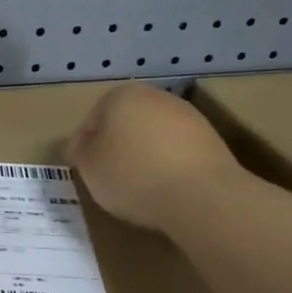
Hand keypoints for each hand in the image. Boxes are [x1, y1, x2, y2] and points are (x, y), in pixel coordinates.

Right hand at [65, 84, 241, 231]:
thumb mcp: (89, 167)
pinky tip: (163, 187)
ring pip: (152, 135)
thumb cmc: (133, 176)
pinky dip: (166, 164)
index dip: (82, 146)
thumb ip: (80, 152)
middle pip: (124, 123)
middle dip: (114, 145)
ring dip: (142, 154)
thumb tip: (82, 146)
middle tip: (106, 176)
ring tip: (136, 185)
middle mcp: (155, 97)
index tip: (81, 170)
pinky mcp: (211, 140)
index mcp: (121, 96)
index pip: (91, 120)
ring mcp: (187, 116)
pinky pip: (176, 151)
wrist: (201, 196)